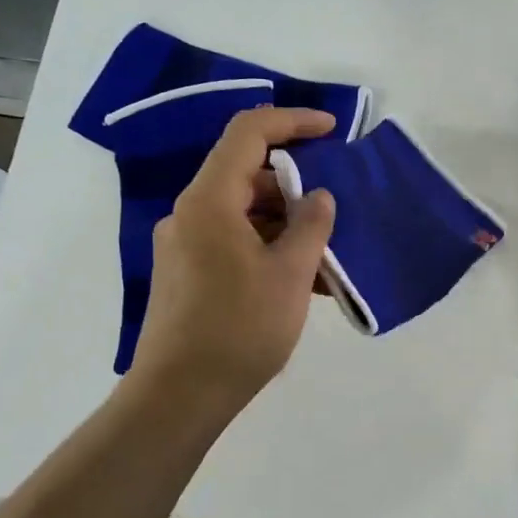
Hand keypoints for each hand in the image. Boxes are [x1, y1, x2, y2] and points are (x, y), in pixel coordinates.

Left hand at [127, 106, 337, 417]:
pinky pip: (233, 241)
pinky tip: (301, 278)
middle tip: (337, 207)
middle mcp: (190, 213)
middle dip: (296, 184)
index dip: (292, 121)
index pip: (249, 133)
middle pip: (246, 174)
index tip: (331, 131)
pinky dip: (268, 246)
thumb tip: (320, 197)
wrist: (180, 396)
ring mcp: (185, 244)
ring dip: (286, 222)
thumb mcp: (290, 273)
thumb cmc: (240, 328)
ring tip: (327, 252)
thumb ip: (311, 225)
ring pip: (243, 211)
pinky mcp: (187, 273)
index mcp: (209, 201)